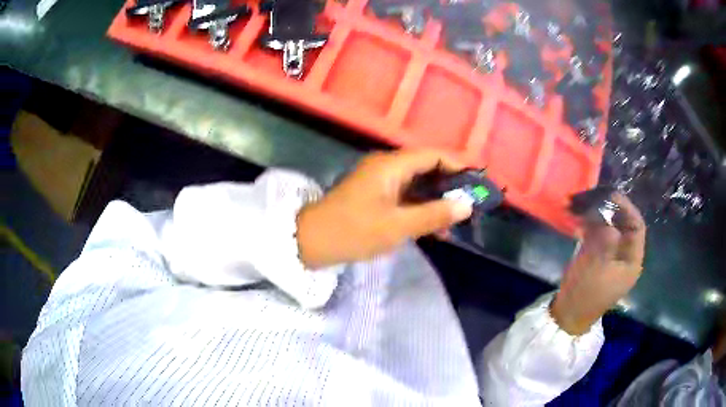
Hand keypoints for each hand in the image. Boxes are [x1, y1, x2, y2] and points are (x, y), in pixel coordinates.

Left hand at [296, 150, 472, 268]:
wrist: (311, 242)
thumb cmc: (353, 231)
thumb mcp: (397, 226)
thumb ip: (433, 215)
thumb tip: (466, 206)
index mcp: (391, 165)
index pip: (432, 155)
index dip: (458, 165)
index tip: (478, 182)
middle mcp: (387, 166)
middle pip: (427, 166)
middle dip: (450, 184)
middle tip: (471, 203)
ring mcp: (380, 181)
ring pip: (418, 183)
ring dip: (437, 199)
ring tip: (457, 218)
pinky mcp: (376, 195)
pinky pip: (406, 195)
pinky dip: (421, 207)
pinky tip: (435, 226)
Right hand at [551, 193, 646, 334]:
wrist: (567, 315)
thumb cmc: (585, 293)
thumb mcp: (597, 265)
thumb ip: (607, 237)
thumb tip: (607, 213)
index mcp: (632, 260)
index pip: (636, 226)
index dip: (625, 207)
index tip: (609, 194)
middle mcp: (624, 256)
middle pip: (622, 223)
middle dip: (607, 209)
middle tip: (590, 197)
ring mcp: (610, 256)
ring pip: (608, 227)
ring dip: (594, 214)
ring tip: (577, 205)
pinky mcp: (597, 257)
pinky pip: (597, 234)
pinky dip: (587, 224)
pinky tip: (575, 218)